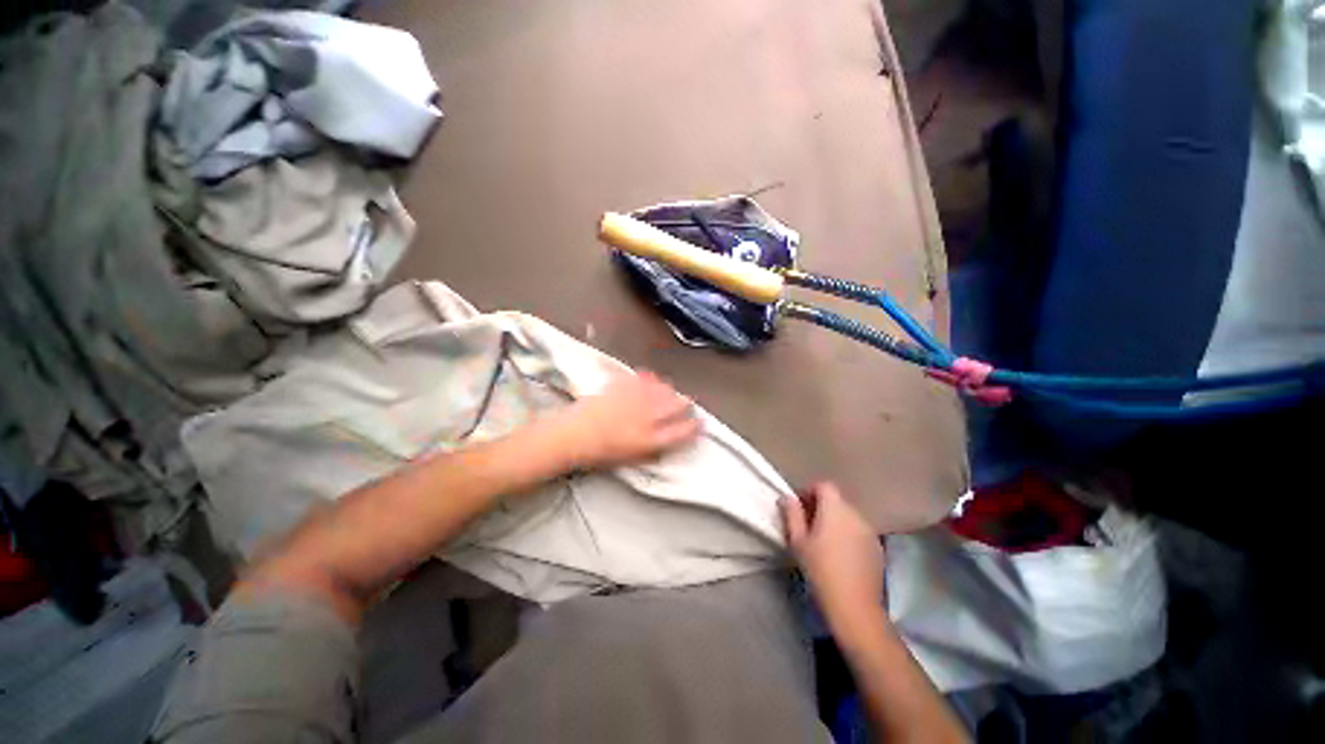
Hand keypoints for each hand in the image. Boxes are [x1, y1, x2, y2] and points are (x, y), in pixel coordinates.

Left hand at [549, 370, 700, 469]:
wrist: (573, 435)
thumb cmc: (600, 453)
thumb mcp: (631, 460)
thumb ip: (653, 450)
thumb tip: (666, 443)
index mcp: (651, 439)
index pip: (682, 431)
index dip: (694, 426)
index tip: (700, 423)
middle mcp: (647, 417)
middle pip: (676, 405)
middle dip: (685, 403)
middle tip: (688, 402)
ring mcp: (635, 399)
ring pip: (662, 389)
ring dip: (669, 390)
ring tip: (669, 391)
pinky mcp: (623, 386)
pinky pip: (643, 378)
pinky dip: (649, 378)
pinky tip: (650, 379)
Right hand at [781, 482, 886, 635]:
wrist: (854, 607)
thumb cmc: (820, 570)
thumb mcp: (798, 541)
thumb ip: (792, 514)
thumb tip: (788, 498)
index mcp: (835, 509)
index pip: (824, 486)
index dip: (810, 491)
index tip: (799, 507)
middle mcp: (855, 514)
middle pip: (837, 501)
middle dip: (821, 507)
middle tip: (807, 525)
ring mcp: (870, 531)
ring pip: (848, 517)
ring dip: (835, 521)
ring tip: (823, 541)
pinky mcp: (878, 548)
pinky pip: (858, 532)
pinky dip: (848, 535)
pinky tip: (840, 555)